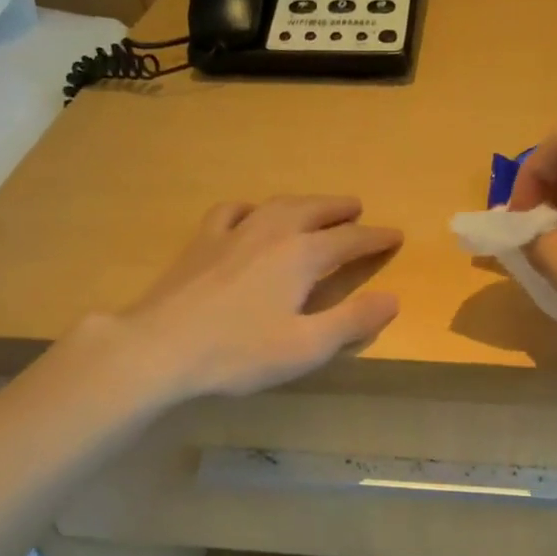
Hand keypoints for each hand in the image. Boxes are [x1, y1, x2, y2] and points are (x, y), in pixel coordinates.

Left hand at [116, 195, 401, 398]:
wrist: (161, 346)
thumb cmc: (239, 352)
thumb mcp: (306, 347)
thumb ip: (352, 321)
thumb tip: (392, 298)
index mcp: (301, 256)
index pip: (349, 240)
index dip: (375, 238)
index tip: (395, 235)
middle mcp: (271, 233)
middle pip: (314, 210)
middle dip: (340, 209)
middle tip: (358, 209)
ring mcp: (232, 233)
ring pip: (276, 205)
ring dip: (303, 203)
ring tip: (315, 207)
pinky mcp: (201, 242)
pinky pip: (232, 211)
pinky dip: (252, 208)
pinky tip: (250, 214)